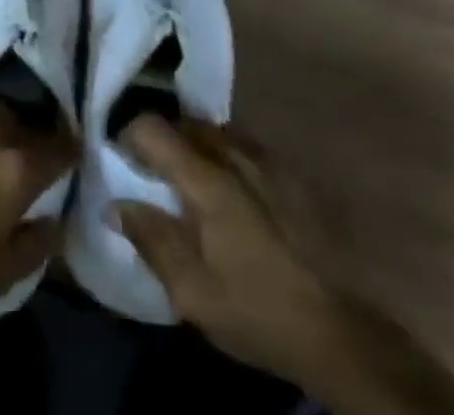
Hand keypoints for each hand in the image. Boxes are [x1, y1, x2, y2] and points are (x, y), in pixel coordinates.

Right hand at [113, 115, 326, 378]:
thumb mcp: (193, 291)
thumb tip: (115, 205)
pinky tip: (224, 188)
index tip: (120, 160)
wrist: (338, 332)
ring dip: (191, 145)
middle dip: (160, 139)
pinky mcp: (285, 173)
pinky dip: (220, 153)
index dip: (129, 135)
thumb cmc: (256, 310)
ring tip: (185, 179)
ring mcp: (264, 159)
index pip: (154, 128)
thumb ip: (152, 240)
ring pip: (213, 130)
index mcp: (207, 179)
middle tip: (150, 173)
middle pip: (183, 122)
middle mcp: (234, 154)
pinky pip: (239, 144)